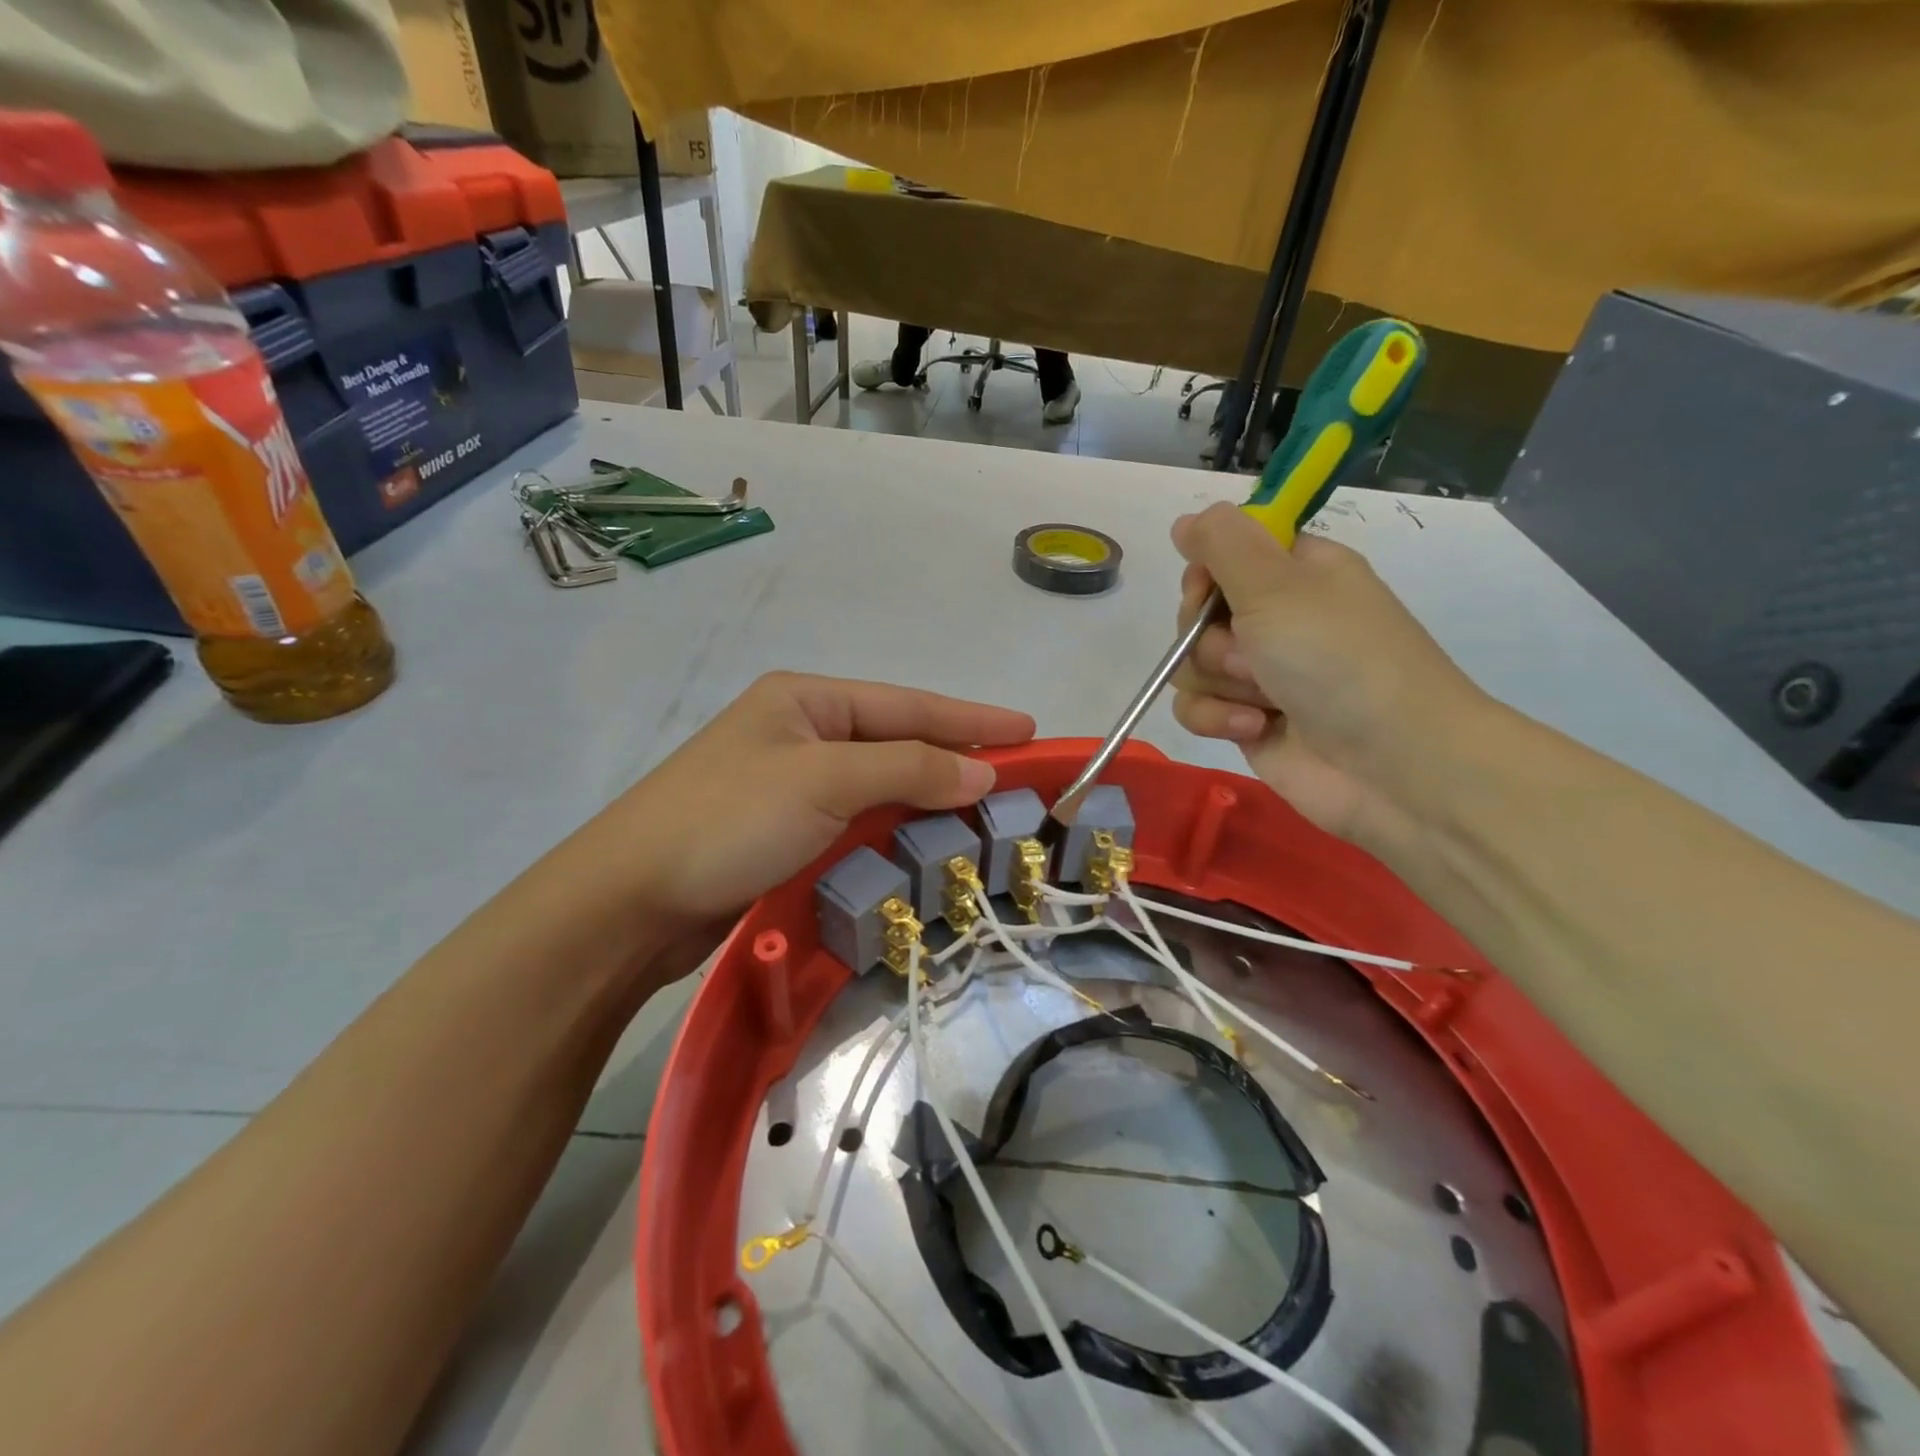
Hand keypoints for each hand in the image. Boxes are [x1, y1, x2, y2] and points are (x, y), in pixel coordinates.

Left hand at [542, 673, 1034, 980]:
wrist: (630, 902)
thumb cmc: (729, 821)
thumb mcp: (825, 781)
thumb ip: (908, 769)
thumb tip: (982, 769)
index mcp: (806, 700)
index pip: (907, 705)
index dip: (971, 718)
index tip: (1028, 730)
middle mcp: (800, 733)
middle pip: (896, 742)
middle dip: (954, 758)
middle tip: (1015, 778)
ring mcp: (791, 784)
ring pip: (879, 785)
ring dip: (927, 799)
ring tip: (983, 812)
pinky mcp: (784, 832)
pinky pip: (857, 821)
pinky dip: (894, 831)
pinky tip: (925, 843)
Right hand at [1168, 503, 1487, 844]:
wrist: (1393, 764)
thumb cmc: (1339, 659)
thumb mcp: (1277, 585)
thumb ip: (1223, 543)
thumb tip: (1186, 519)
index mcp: (1295, 573)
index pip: (1224, 554)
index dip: (1207, 574)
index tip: (1213, 591)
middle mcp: (1276, 619)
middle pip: (1197, 613)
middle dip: (1210, 638)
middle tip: (1251, 653)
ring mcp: (1260, 674)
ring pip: (1190, 664)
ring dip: (1219, 681)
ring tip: (1264, 697)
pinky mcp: (1247, 721)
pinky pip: (1197, 708)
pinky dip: (1218, 718)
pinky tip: (1255, 728)